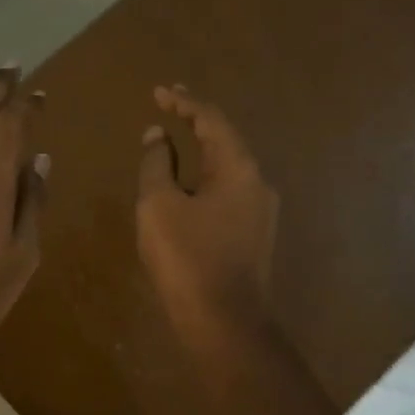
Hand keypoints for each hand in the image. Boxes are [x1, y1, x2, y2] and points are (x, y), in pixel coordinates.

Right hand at [136, 86, 278, 343]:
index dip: (183, 102)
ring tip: (172, 145)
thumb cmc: (188, 258)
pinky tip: (185, 190)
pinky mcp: (253, 237)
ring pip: (226, 170)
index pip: (211, 120)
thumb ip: (155, 164)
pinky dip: (203, 180)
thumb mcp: (159, 205)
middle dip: (195, 123)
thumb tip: (156, 135)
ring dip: (199, 153)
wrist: (224, 323)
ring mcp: (259, 213)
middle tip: (168, 107)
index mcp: (238, 168)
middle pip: (224, 141)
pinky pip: (226, 194)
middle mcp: (257, 184)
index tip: (159, 91)